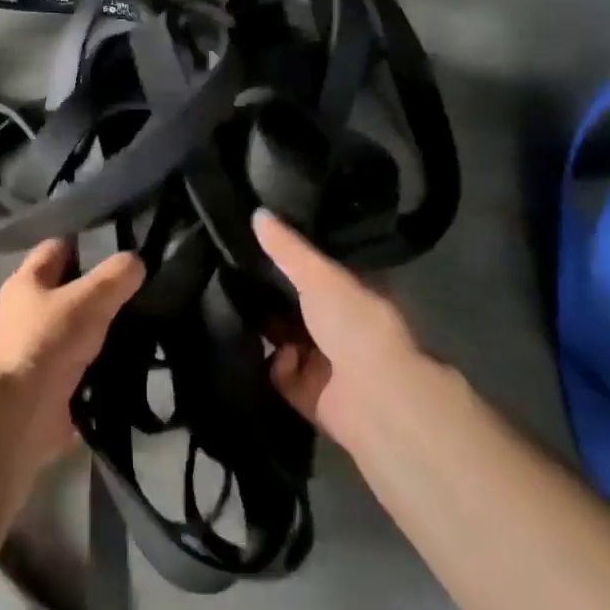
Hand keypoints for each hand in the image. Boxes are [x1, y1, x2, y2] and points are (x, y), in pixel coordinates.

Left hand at [0, 240, 144, 466]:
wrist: (19, 414)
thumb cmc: (46, 343)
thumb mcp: (88, 300)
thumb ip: (115, 278)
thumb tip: (136, 262)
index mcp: (28, 281)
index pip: (58, 248)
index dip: (88, 244)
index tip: (125, 249)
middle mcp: (29, 311)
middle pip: (71, 290)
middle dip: (104, 291)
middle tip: (144, 290)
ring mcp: (40, 348)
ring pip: (81, 329)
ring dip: (107, 331)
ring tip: (150, 325)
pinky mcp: (53, 382)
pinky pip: (85, 365)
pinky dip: (106, 365)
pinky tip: (138, 362)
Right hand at [254, 210, 434, 444]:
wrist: (375, 397)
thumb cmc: (355, 325)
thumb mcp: (319, 276)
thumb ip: (288, 248)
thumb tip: (256, 212)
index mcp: (357, 296)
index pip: (321, 273)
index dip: (292, 261)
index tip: (257, 246)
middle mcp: (345, 329)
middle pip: (300, 308)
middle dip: (272, 298)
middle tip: (234, 278)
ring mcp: (331, 364)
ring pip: (288, 341)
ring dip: (269, 332)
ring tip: (235, 310)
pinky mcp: (313, 396)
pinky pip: (282, 376)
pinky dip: (276, 366)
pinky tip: (272, 354)